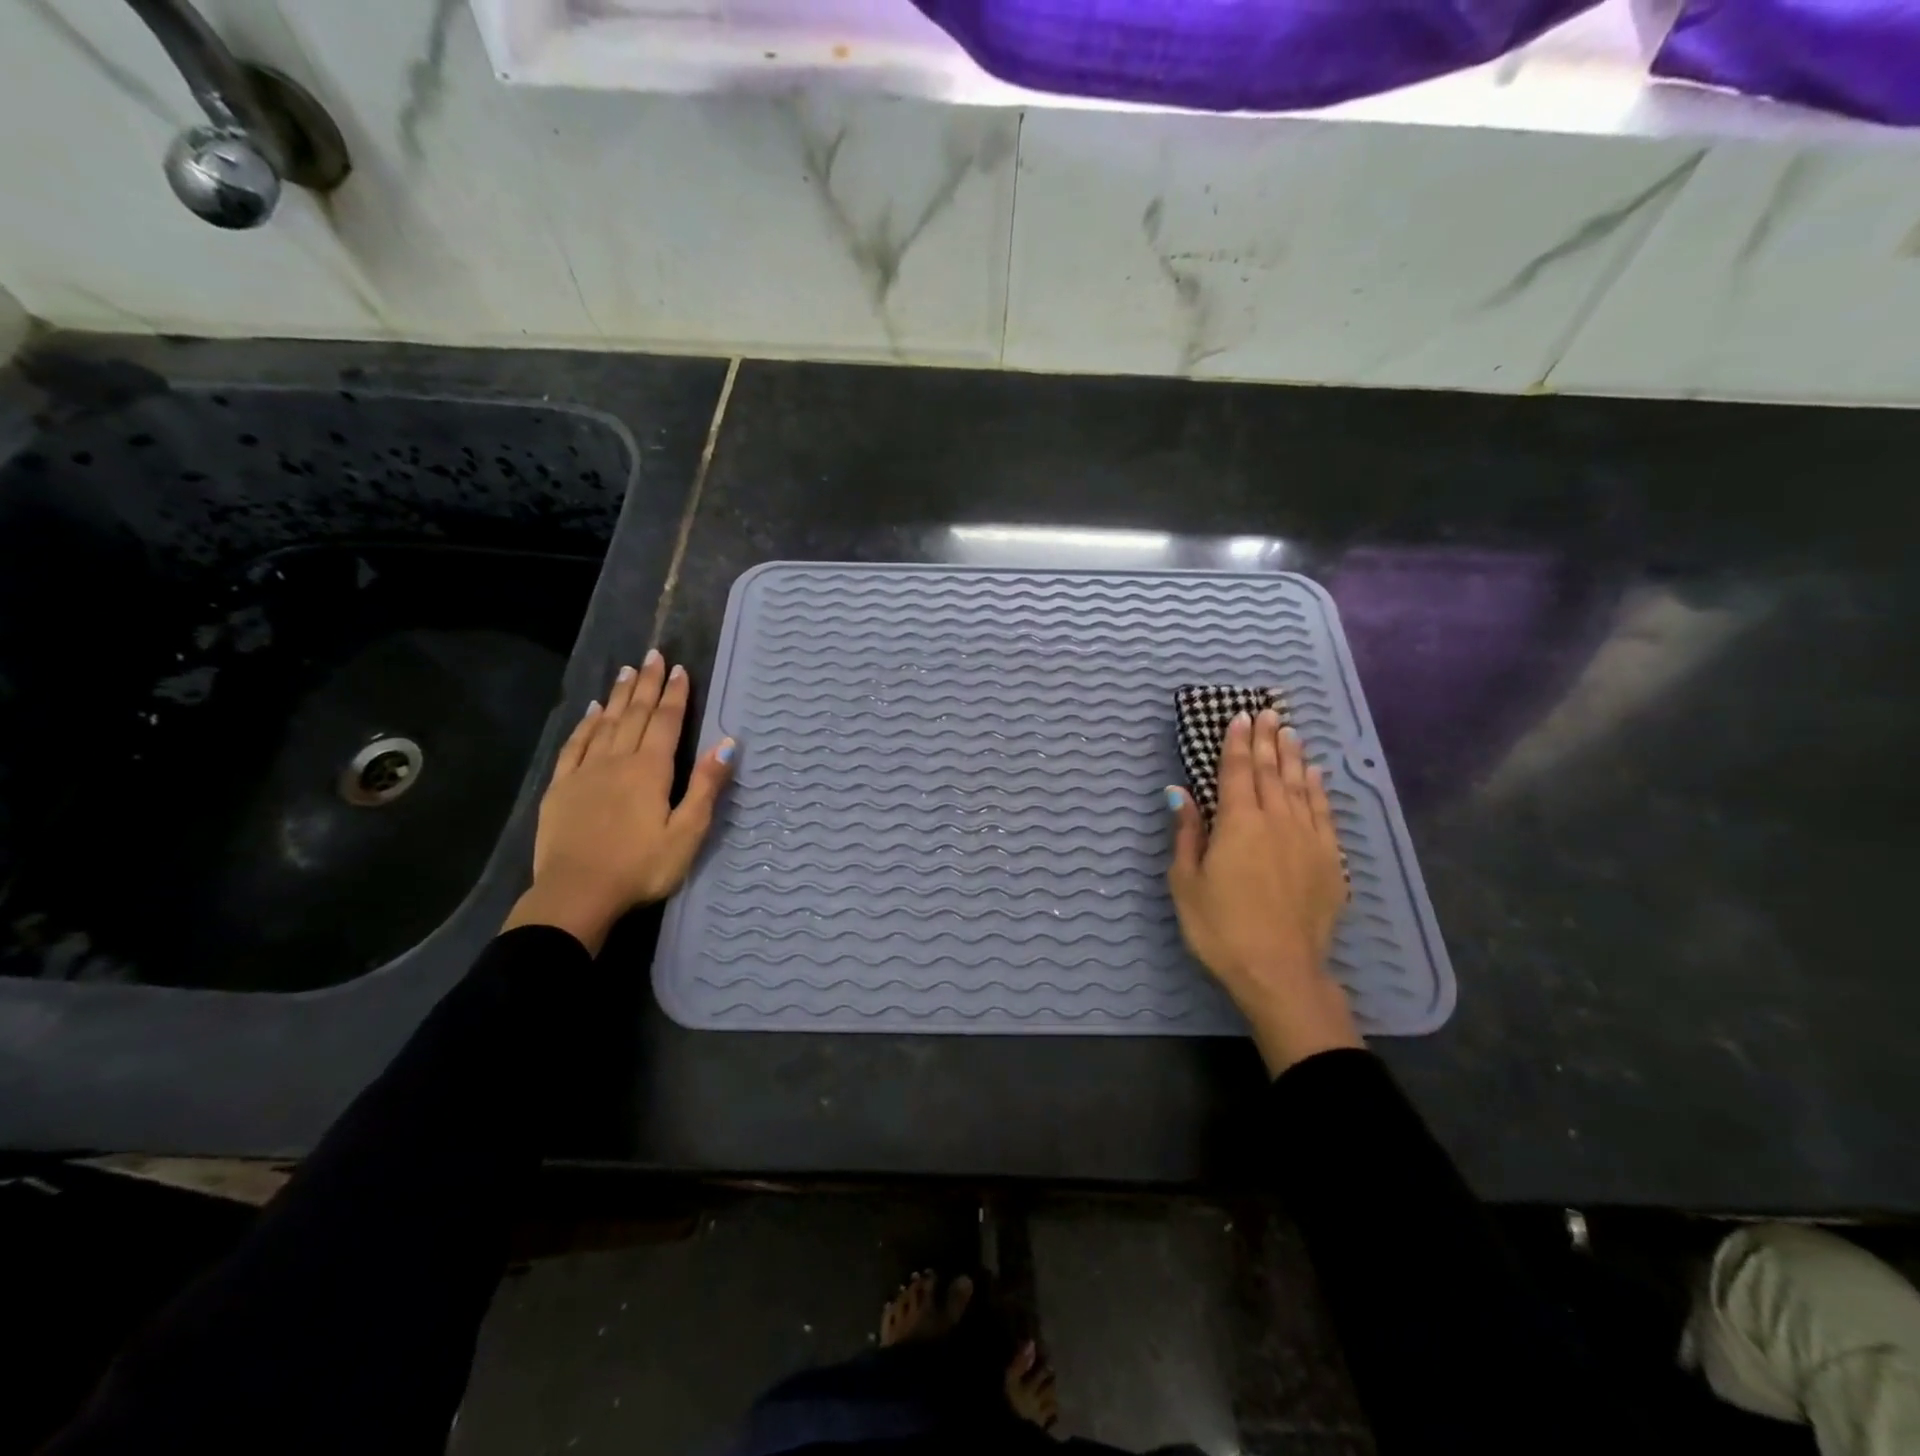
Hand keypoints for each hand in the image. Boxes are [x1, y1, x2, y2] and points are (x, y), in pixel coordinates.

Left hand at [502, 651, 733, 954]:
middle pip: (634, 714)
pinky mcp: (561, 788)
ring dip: (618, 696)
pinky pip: (575, 745)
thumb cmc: (641, 868)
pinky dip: (585, 724)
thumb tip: (728, 745)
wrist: (576, 894)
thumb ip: (706, 787)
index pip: (665, 722)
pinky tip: (591, 712)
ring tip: (626, 671)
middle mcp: (617, 761)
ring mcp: (585, 772)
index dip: (674, 695)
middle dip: (647, 684)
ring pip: (605, 723)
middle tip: (653, 655)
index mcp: (651, 771)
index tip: (679, 669)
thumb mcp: (687, 833)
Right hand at [1167, 709, 1361, 1074]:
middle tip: (1268, 713)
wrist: (1280, 971)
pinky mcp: (1330, 861)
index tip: (1241, 717)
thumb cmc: (1220, 928)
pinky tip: (1316, 776)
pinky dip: (1318, 790)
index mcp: (1238, 823)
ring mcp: (1308, 839)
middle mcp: (1277, 821)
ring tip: (1291, 733)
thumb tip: (1179, 792)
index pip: (1238, 771)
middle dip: (1268, 740)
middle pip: (1272, 771)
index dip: (1238, 742)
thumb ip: (1187, 833)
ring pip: (1300, 787)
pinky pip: (1324, 813)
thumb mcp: (1186, 882)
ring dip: (1293, 757)